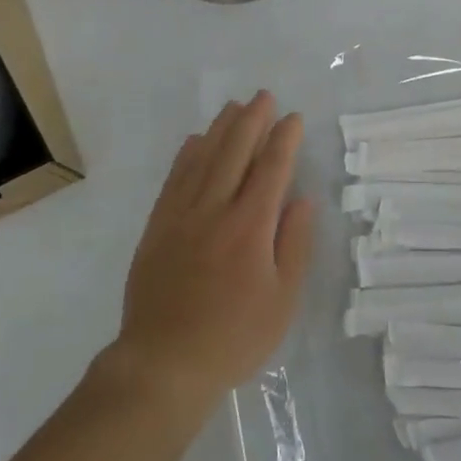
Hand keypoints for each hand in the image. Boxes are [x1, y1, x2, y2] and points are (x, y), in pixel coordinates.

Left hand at [105, 91, 313, 411]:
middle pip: (235, 152)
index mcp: (250, 226)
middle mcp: (215, 209)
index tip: (293, 118)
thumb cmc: (233, 337)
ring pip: (203, 158)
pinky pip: (174, 178)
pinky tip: (195, 141)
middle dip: (252, 120)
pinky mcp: (158, 226)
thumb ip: (294, 244)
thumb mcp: (282, 300)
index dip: (284, 140)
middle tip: (264, 96)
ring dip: (220, 128)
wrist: (164, 363)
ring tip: (233, 106)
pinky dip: (187, 155)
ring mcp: (181, 215)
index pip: (271, 169)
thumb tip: (302, 199)